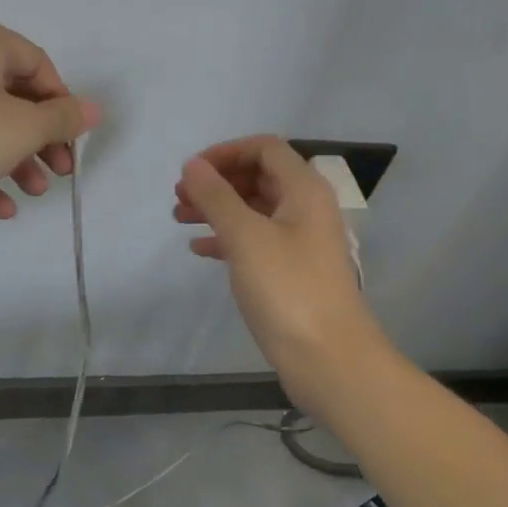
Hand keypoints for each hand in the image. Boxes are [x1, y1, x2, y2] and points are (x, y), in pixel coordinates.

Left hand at [0, 12, 100, 226]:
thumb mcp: (23, 127)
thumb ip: (63, 118)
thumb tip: (94, 109)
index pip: (38, 65)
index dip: (62, 105)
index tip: (73, 141)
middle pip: (13, 96)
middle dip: (41, 139)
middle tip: (61, 171)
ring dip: (16, 160)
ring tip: (34, 192)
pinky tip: (2, 208)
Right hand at [174, 136, 384, 409]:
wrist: (328, 357)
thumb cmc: (287, 289)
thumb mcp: (246, 237)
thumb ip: (217, 197)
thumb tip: (193, 165)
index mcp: (304, 190)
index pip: (264, 148)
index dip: (225, 152)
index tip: (190, 171)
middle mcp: (306, 208)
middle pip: (258, 177)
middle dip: (217, 182)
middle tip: (179, 197)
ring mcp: (300, 241)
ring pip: (254, 210)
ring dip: (217, 209)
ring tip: (179, 220)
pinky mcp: (291, 271)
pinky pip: (255, 241)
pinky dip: (227, 239)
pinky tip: (199, 250)